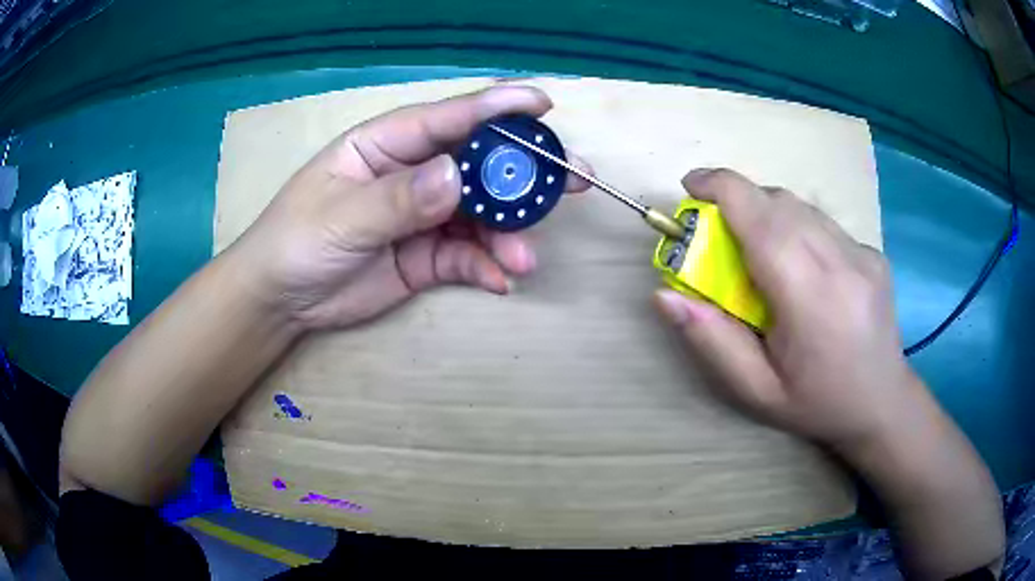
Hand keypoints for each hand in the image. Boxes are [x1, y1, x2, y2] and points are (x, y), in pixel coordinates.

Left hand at [228, 86, 589, 329]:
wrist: (281, 300)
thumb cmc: (296, 241)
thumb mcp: (340, 218)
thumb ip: (398, 199)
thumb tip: (456, 178)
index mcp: (387, 144)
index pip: (448, 117)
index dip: (497, 107)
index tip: (543, 104)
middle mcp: (414, 171)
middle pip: (479, 163)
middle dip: (525, 173)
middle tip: (574, 180)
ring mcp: (425, 214)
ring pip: (481, 214)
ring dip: (508, 233)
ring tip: (524, 257)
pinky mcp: (428, 255)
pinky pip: (468, 255)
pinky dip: (487, 266)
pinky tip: (500, 280)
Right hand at [653, 169, 1004, 578]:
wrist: (882, 403)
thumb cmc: (816, 404)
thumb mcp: (755, 390)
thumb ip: (711, 341)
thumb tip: (665, 295)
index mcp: (811, 298)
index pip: (762, 217)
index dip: (720, 187)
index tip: (690, 186)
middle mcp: (843, 262)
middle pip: (779, 201)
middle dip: (738, 200)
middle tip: (717, 233)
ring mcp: (864, 252)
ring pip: (802, 206)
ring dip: (767, 212)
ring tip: (758, 252)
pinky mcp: (873, 251)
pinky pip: (823, 222)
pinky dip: (797, 227)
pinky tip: (799, 267)